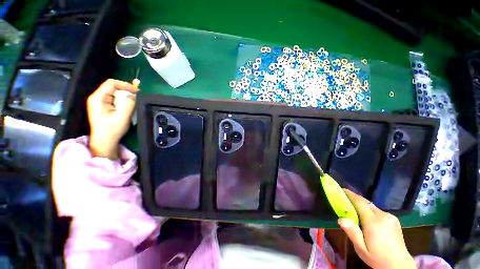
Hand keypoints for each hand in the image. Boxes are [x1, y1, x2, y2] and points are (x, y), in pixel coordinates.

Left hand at [87, 79, 137, 158]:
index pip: (112, 83)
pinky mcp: (101, 106)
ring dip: (123, 97)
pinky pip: (113, 98)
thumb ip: (128, 103)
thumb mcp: (122, 117)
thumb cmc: (112, 130)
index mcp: (98, 98)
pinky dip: (121, 101)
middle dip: (125, 91)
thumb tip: (132, 95)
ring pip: (113, 93)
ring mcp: (98, 102)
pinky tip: (125, 108)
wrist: (104, 141)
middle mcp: (96, 98)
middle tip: (135, 98)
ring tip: (130, 104)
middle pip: (112, 87)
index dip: (125, 85)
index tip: (136, 91)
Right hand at [338, 189, 415, 268]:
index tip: (342, 189)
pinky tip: (368, 218)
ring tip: (355, 210)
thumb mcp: (361, 249)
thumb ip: (352, 233)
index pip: (360, 202)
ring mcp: (390, 217)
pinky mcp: (394, 219)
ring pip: (372, 206)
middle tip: (345, 199)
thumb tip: (341, 219)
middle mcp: (383, 216)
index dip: (350, 194)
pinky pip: (378, 211)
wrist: (399, 265)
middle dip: (355, 199)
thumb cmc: (377, 258)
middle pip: (366, 203)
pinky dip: (370, 211)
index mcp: (374, 222)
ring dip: (363, 206)